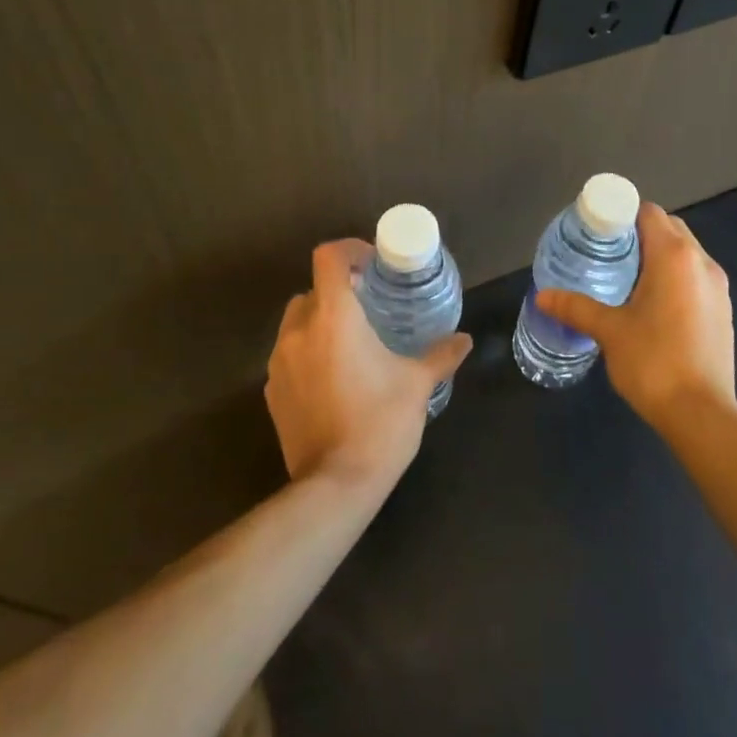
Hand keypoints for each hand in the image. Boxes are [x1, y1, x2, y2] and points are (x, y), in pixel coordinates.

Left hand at [264, 239, 470, 489]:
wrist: (335, 486)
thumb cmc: (380, 423)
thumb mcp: (418, 384)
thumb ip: (440, 355)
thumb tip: (464, 340)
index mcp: (335, 318)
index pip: (328, 258)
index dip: (349, 250)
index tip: (372, 263)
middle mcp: (299, 332)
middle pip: (312, 290)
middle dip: (338, 292)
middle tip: (369, 306)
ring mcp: (279, 363)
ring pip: (296, 323)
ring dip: (320, 323)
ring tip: (352, 343)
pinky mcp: (272, 392)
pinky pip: (288, 356)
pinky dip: (308, 354)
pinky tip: (334, 378)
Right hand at [535, 203, 735, 430]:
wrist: (701, 414)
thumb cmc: (653, 362)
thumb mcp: (609, 331)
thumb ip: (575, 307)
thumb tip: (542, 296)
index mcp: (674, 256)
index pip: (649, 212)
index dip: (622, 216)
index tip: (599, 233)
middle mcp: (702, 262)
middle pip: (669, 228)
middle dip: (639, 234)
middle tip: (608, 254)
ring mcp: (718, 286)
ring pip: (685, 252)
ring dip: (659, 255)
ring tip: (627, 278)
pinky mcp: (724, 309)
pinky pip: (696, 276)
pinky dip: (675, 276)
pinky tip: (653, 305)